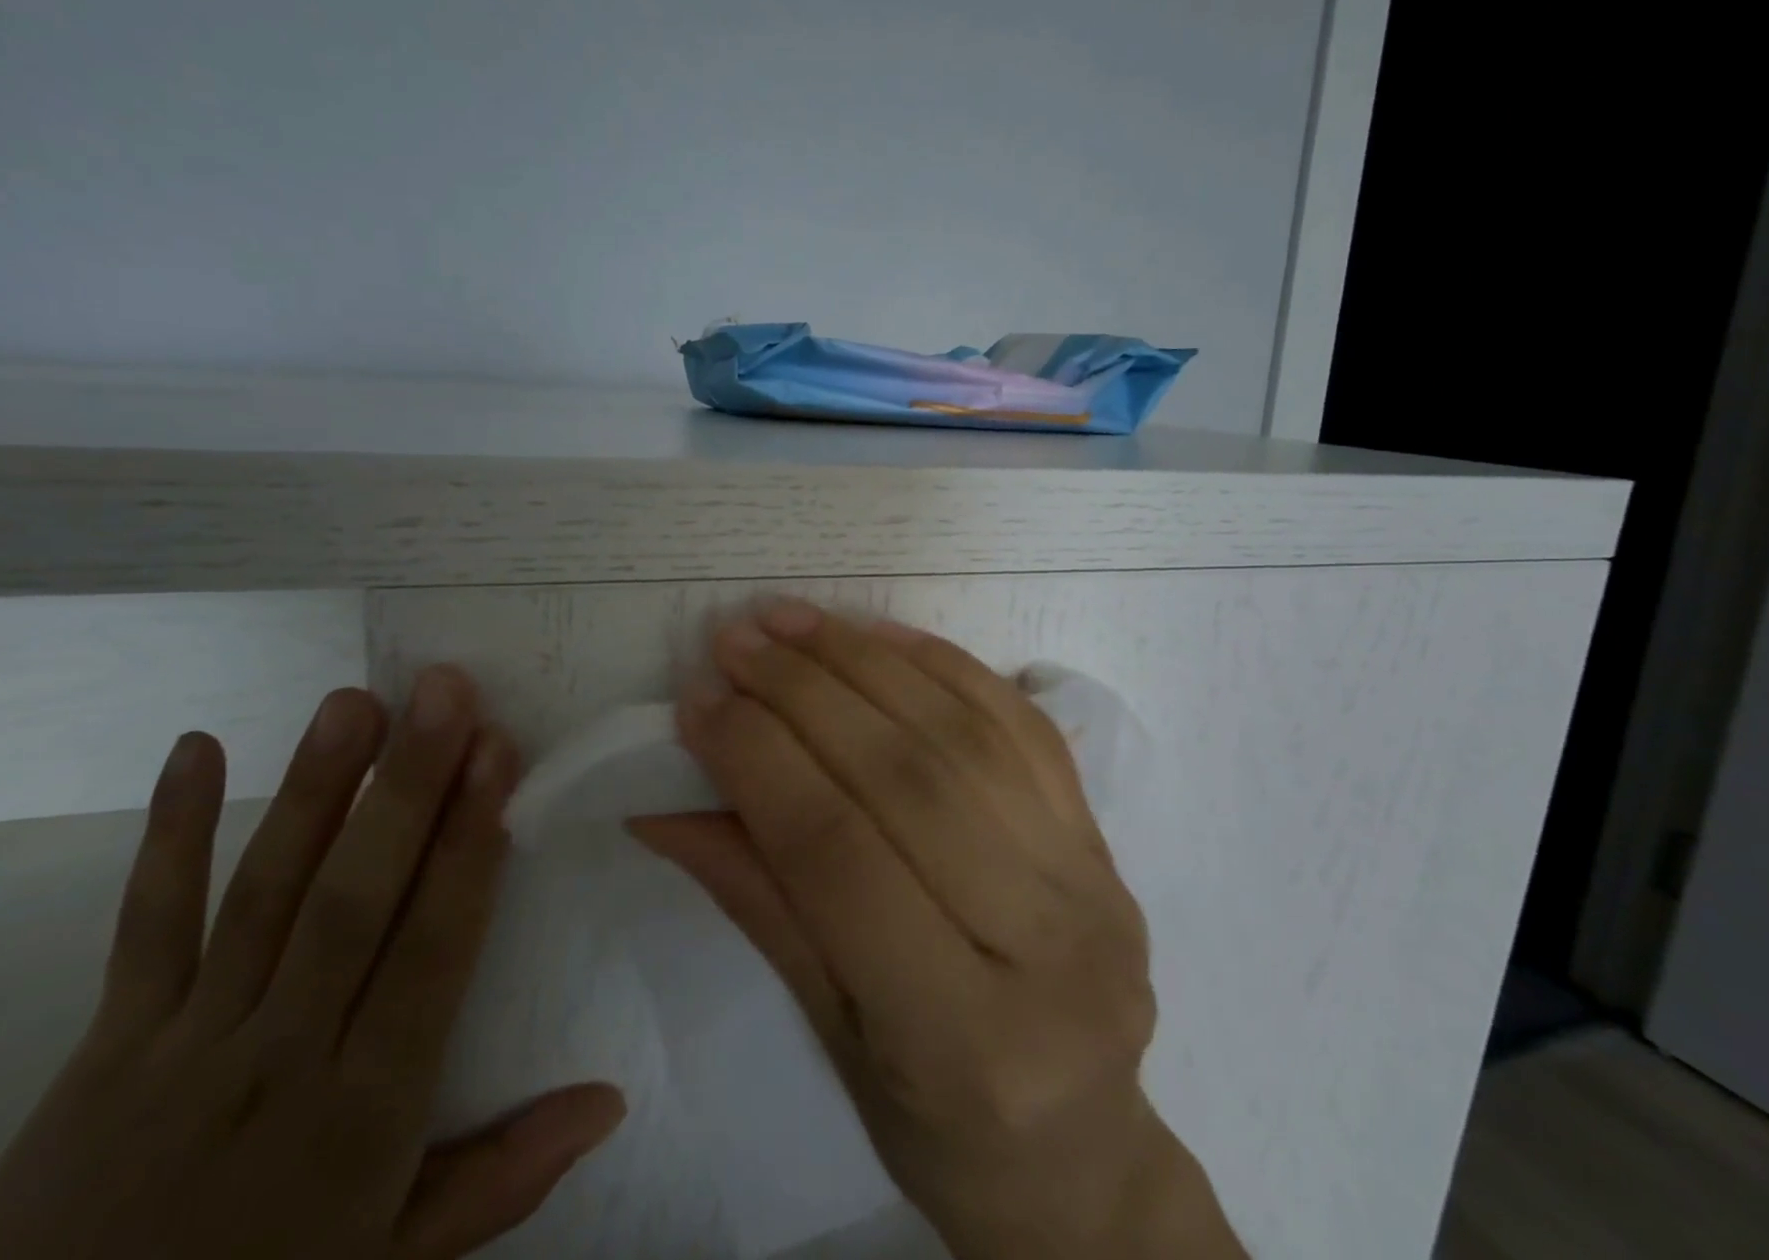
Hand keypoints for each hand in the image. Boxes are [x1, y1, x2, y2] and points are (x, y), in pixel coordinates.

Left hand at [0, 665, 623, 1259]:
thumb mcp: (397, 1259)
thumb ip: (504, 1178)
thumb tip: (610, 1099)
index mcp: (363, 1108)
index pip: (431, 948)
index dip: (467, 846)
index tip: (498, 755)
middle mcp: (281, 1054)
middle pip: (352, 900)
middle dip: (405, 787)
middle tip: (443, 691)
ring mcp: (187, 1040)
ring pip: (262, 894)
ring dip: (313, 790)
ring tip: (355, 700)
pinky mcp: (106, 1041)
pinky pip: (143, 926)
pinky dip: (167, 836)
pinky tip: (197, 748)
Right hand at [633, 603, 1243, 1259]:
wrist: (1081, 1147)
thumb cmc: (938, 1124)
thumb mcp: (830, 1034)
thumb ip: (756, 900)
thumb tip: (666, 802)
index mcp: (964, 1038)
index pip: (837, 856)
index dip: (759, 762)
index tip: (698, 700)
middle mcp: (1046, 942)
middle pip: (906, 776)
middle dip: (806, 691)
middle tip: (737, 640)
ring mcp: (1090, 876)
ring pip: (964, 732)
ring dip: (866, 659)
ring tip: (794, 621)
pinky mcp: (1102, 833)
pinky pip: (1019, 720)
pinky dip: (942, 664)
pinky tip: (879, 633)